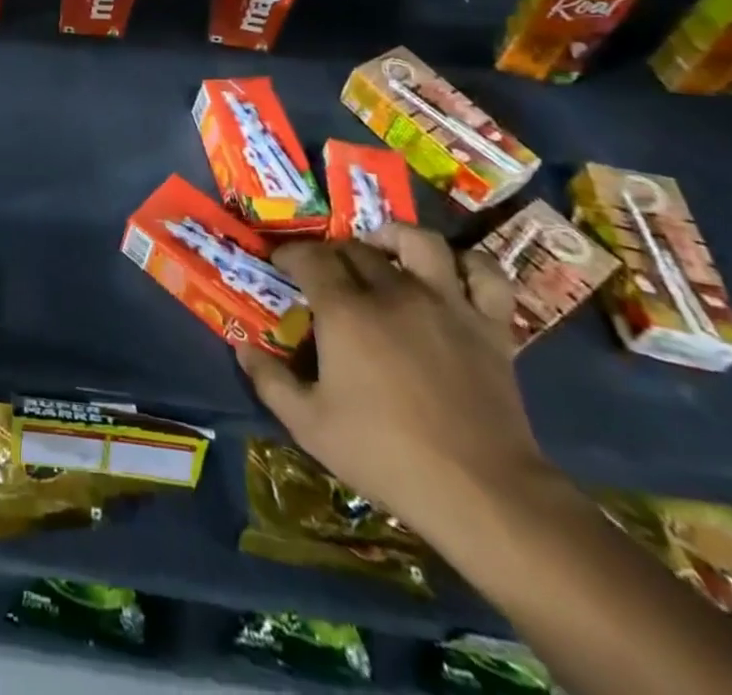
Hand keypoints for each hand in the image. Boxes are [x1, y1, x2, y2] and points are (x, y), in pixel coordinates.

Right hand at [235, 222, 551, 542]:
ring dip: (394, 238)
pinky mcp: (489, 325)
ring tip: (383, 250)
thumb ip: (270, 380)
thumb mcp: (309, 425)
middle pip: (357, 249)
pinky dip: (467, 264)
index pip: (310, 258)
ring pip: (419, 241)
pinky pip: (485, 273)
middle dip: (333, 253)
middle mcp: (394, 292)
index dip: (291, 255)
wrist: (482, 493)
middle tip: (324, 273)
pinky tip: (450, 273)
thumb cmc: (386, 455)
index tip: (281, 264)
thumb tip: (242, 347)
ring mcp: (446, 304)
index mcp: (346, 312)